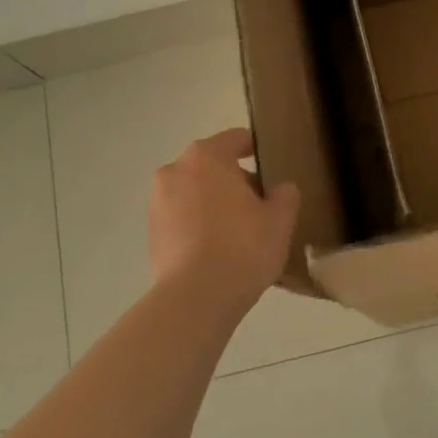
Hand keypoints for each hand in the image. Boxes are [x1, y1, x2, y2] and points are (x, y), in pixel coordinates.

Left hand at [148, 128, 300, 313]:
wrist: (196, 298)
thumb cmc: (243, 246)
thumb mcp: (280, 219)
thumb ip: (285, 195)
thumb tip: (280, 189)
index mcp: (206, 157)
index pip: (235, 139)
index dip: (255, 148)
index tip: (269, 162)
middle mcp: (175, 171)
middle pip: (212, 166)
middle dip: (235, 181)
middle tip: (261, 205)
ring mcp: (157, 203)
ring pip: (195, 193)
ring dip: (215, 204)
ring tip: (240, 231)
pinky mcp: (151, 233)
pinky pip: (183, 219)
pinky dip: (200, 226)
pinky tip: (220, 250)